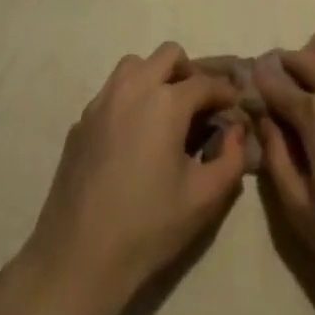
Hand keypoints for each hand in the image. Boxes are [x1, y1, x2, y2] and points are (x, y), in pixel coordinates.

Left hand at [17, 43, 246, 314]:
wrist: (78, 259)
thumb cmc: (149, 227)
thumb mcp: (205, 198)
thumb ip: (232, 158)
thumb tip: (235, 132)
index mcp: (166, 102)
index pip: (206, 83)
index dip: (227, 93)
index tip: (236, 107)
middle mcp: (132, 89)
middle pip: (168, 56)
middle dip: (191, 74)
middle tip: (201, 106)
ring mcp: (101, 103)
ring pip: (134, 66)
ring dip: (156, 77)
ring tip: (167, 113)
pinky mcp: (80, 122)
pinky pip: (112, 92)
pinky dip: (130, 98)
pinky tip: (135, 136)